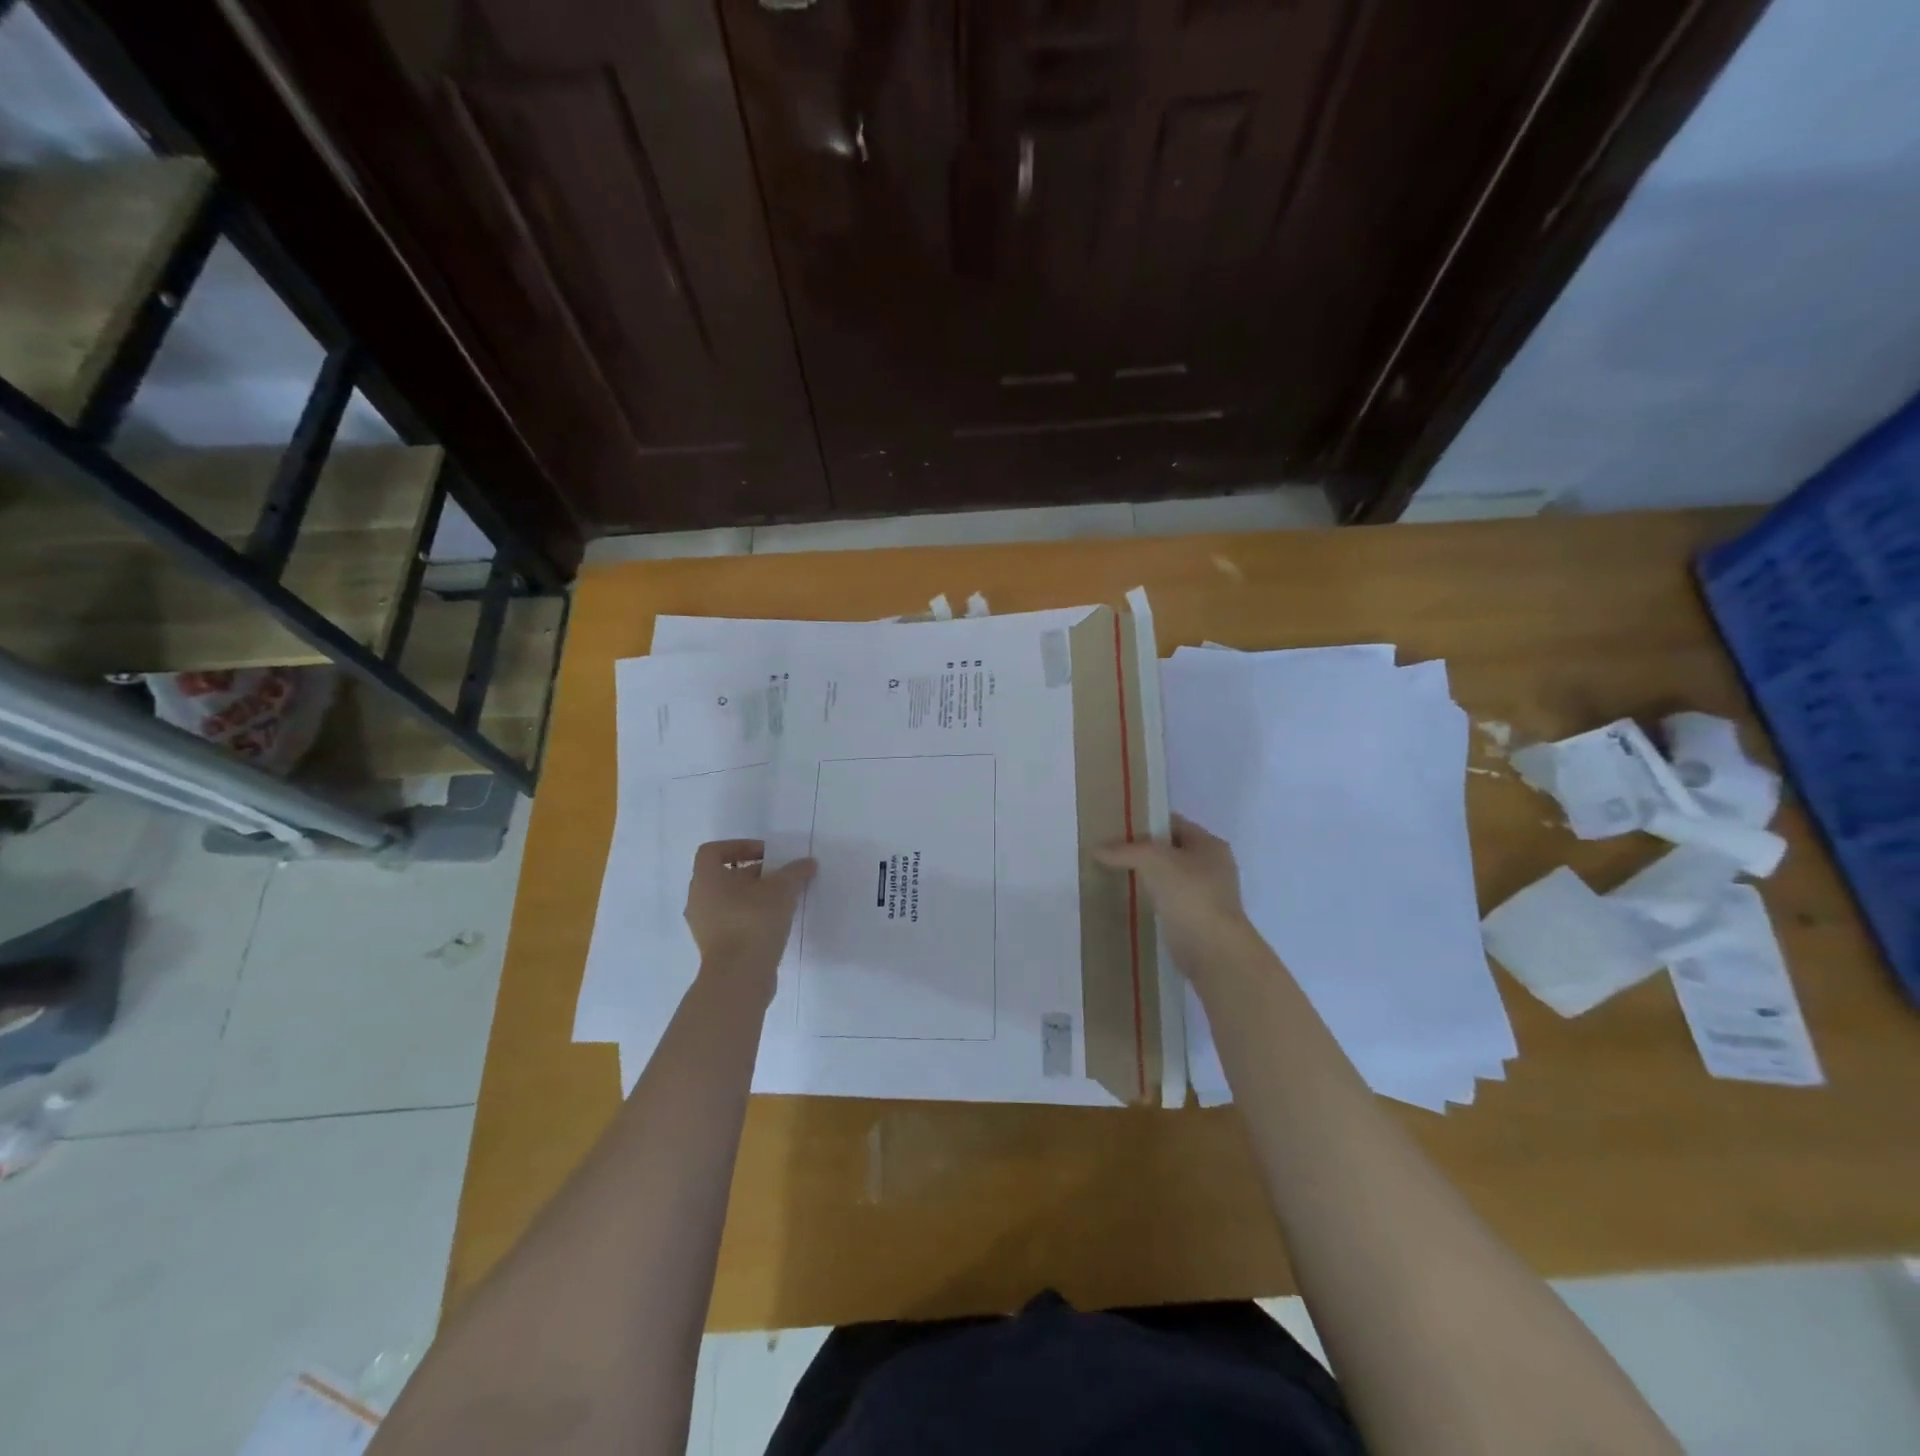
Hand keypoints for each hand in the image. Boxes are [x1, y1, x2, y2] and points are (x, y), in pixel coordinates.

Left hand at [684, 840, 815, 990]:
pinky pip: (731, 921)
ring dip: (753, 896)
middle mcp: (698, 899)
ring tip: (781, 899)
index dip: (739, 846)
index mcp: (706, 879)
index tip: (766, 854)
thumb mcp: (781, 890)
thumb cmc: (753, 921)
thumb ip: (794, 872)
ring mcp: (703, 925)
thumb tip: (807, 863)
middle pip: (723, 876)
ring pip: (728, 900)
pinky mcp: (714, 946)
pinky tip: (774, 922)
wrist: (739, 977)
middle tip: (780, 876)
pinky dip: (749, 916)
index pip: (713, 851)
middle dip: (753, 872)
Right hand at [1095, 815, 1255, 969]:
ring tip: (1113, 873)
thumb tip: (1096, 849)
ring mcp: (1206, 895)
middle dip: (1142, 850)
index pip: (1174, 823)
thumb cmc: (1190, 894)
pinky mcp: (1195, 919)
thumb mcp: (1153, 860)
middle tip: (1110, 851)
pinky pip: (1167, 900)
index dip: (1146, 822)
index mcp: (1210, 844)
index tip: (1117, 827)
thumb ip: (1125, 850)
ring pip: (1168, 877)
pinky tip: (1129, 899)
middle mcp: (1212, 866)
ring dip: (1145, 876)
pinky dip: (1150, 899)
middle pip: (1170, 850)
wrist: (1213, 950)